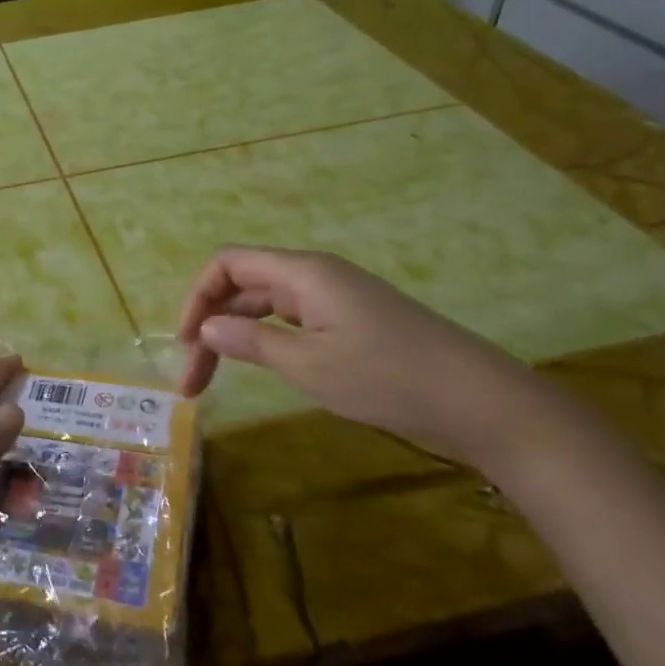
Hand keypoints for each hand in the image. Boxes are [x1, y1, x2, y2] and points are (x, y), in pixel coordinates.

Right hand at [177, 246, 557, 469]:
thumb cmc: (388, 378)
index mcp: (303, 273)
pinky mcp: (353, 322)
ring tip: (216, 380)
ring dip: (235, 336)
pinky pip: (292, 320)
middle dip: (210, 326)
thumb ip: (251, 342)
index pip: (228, 264)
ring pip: (265, 306)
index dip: (197, 297)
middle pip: (243, 286)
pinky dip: (266, 341)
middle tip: (194, 382)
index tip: (184, 343)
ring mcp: (337, 299)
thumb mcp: (309, 365)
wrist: (480, 401)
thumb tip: (206, 326)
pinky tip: (264, 368)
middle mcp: (316, 276)